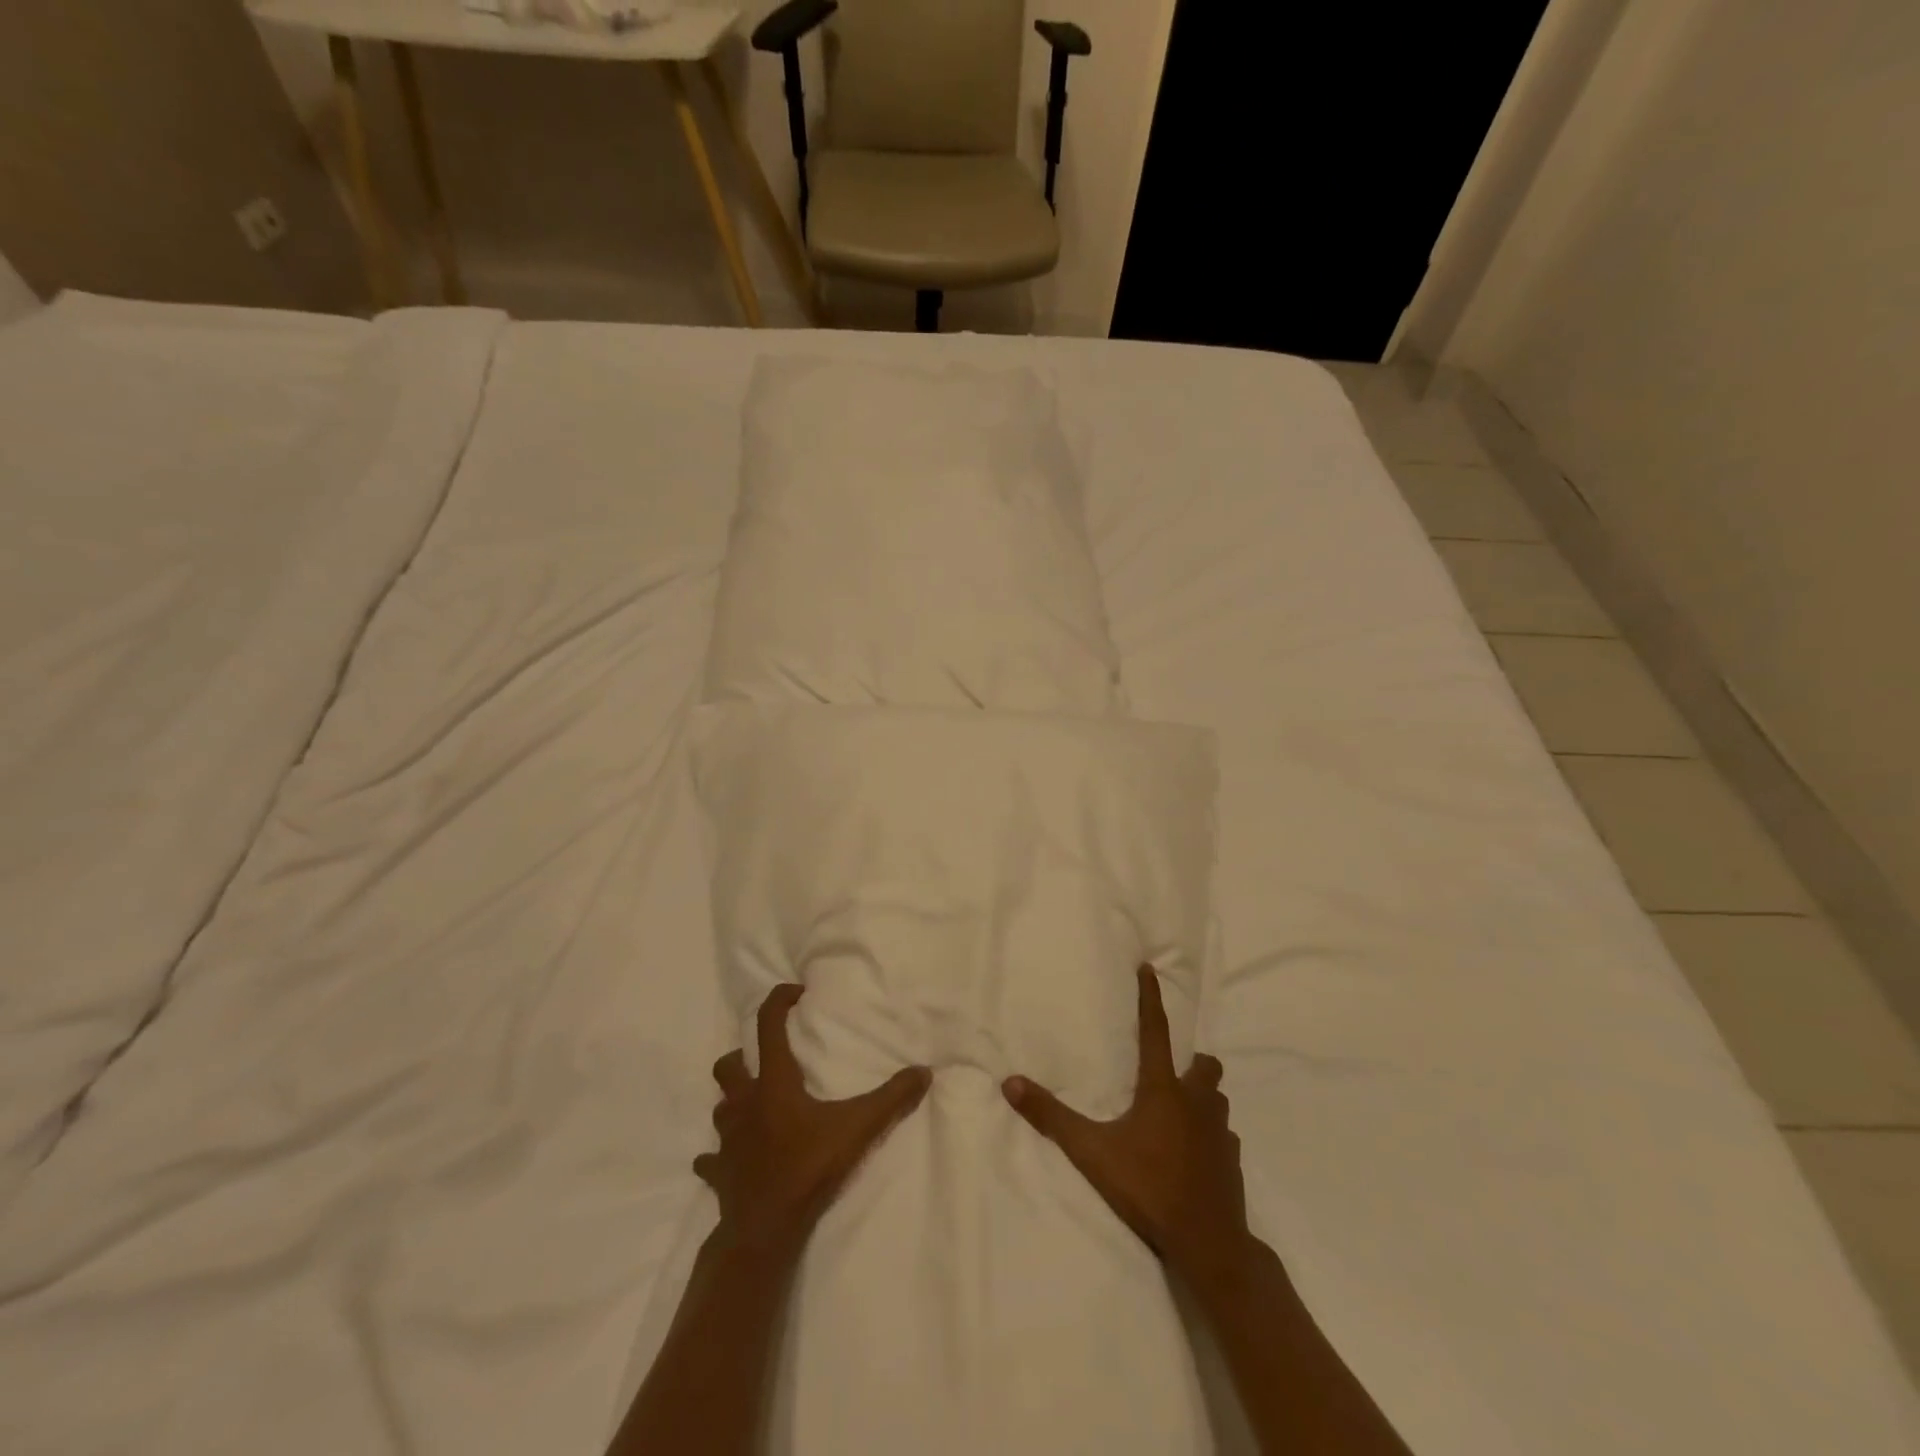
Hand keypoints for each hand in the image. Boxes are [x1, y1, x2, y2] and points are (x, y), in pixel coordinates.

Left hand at [697, 984, 931, 1260]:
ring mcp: (727, 1140)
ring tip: (756, 1106)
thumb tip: (924, 1072)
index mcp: (773, 1083)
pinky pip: (711, 1158)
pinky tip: (732, 1158)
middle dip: (743, 1057)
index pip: (767, 1026)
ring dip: (734, 1102)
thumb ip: (892, 1099)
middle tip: (766, 1061)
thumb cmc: (808, 1168)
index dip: (779, 1001)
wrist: (765, 1230)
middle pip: (728, 1066)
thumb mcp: (858, 1129)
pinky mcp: (719, 1173)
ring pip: (720, 1108)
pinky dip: (719, 1154)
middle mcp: (744, 1104)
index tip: (796, 993)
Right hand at [1002, 967, 1251, 1290]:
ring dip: (1203, 1097)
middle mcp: (1196, 1102)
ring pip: (1217, 1099)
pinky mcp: (1233, 1163)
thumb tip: (1010, 1083)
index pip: (1155, 1031)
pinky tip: (1194, 1153)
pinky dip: (1210, 1135)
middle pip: (1204, 1066)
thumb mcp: (1092, 1152)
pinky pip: (1224, 1136)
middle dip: (1191, 1062)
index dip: (1151, 998)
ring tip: (1181, 1111)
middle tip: (1172, 1071)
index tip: (1150, 969)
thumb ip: (1051, 1117)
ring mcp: (1220, 1133)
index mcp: (1163, 1090)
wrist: (1208, 1244)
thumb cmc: (1148, 1188)